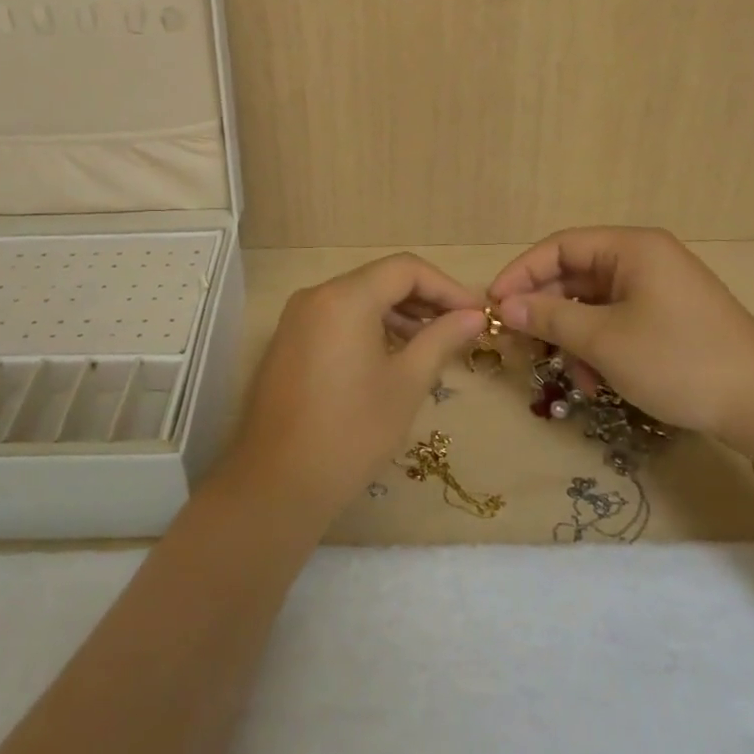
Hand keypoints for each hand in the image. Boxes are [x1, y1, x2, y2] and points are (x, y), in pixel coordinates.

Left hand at [227, 254, 487, 519]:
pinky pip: (337, 318)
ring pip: (358, 298)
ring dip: (397, 314)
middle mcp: (316, 295)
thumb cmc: (352, 432)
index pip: (405, 269)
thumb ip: (441, 339)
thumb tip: (473, 316)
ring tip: (431, 345)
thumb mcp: (407, 383)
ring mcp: (296, 318)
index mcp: (345, 297)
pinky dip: (369, 327)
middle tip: (459, 329)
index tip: (475, 314)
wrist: (278, 484)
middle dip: (423, 299)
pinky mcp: (288, 342)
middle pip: (380, 279)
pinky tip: (392, 357)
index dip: (446, 286)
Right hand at [489, 227, 753, 443]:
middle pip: (575, 275)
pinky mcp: (669, 319)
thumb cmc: (679, 360)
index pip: (560, 246)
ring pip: (594, 305)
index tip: (494, 304)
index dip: (522, 273)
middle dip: (547, 312)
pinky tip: (599, 383)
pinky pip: (617, 322)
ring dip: (574, 338)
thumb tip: (504, 306)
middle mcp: (644, 259)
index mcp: (631, 248)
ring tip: (573, 377)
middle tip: (520, 345)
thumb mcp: (604, 340)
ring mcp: (659, 290)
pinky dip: (600, 348)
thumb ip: (549, 318)